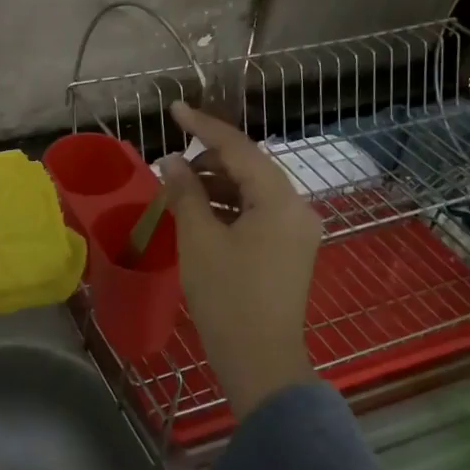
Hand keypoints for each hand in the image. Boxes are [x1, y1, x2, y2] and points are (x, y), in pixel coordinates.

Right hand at [160, 103, 320, 417]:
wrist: (260, 360)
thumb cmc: (227, 297)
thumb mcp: (199, 240)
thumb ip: (185, 192)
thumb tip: (171, 161)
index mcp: (280, 200)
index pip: (239, 149)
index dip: (204, 127)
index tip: (175, 110)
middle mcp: (298, 208)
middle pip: (250, 168)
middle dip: (209, 161)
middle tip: (171, 162)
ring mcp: (298, 232)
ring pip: (253, 193)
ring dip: (217, 186)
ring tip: (180, 190)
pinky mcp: (291, 252)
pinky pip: (258, 215)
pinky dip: (229, 209)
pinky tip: (201, 215)